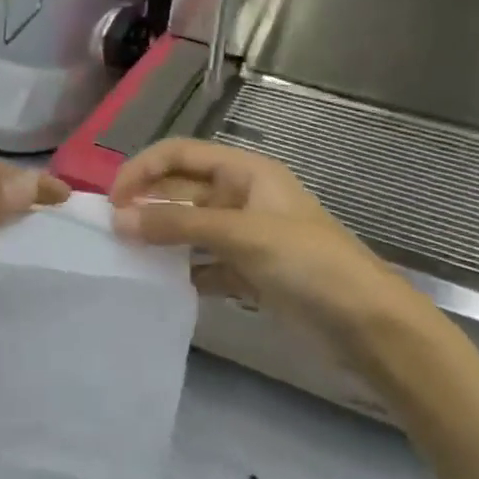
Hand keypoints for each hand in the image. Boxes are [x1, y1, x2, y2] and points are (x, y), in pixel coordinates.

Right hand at [109, 139, 432, 360]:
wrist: (367, 324)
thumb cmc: (308, 263)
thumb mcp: (242, 235)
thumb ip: (179, 224)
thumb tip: (119, 219)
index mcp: (246, 173)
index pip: (181, 154)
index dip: (144, 169)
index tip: (112, 201)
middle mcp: (243, 198)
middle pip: (182, 191)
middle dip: (148, 205)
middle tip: (111, 234)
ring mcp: (246, 238)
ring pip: (190, 229)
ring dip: (161, 240)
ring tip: (125, 259)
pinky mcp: (249, 274)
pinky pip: (204, 265)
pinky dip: (183, 273)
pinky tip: (160, 287)